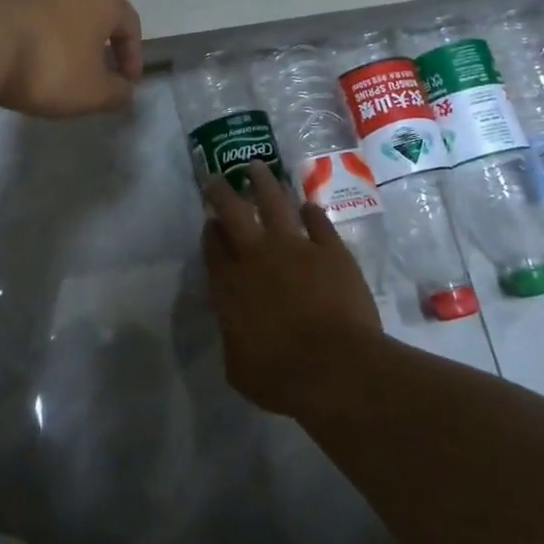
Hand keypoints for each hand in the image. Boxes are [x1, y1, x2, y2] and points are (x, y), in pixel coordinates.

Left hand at [0, 0, 142, 117]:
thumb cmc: (49, 65)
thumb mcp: (92, 92)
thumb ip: (117, 94)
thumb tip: (126, 92)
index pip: (130, 25)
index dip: (133, 57)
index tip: (125, 85)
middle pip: (94, 15)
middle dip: (97, 46)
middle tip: (94, 76)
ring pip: (60, 15)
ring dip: (64, 42)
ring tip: (55, 72)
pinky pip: (29, 19)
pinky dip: (34, 39)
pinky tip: (22, 62)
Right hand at [202, 161, 382, 416]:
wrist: (335, 367)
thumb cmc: (279, 376)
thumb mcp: (237, 366)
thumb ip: (233, 336)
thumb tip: (237, 326)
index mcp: (229, 284)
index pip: (213, 247)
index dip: (209, 231)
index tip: (209, 222)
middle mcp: (257, 256)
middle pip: (234, 212)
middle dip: (222, 192)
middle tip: (217, 177)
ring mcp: (296, 248)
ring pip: (274, 203)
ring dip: (264, 183)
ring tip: (257, 167)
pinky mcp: (331, 251)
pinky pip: (318, 222)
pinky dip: (310, 212)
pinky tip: (307, 206)